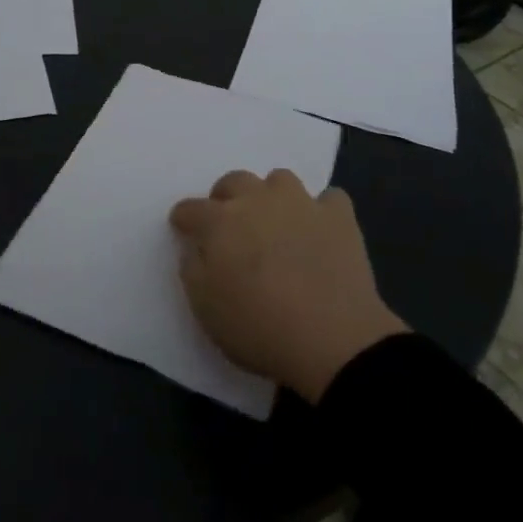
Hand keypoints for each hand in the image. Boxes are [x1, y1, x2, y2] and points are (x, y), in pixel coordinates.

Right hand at [171, 170, 407, 403]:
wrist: (332, 341)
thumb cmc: (259, 328)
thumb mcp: (205, 310)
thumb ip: (193, 270)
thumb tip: (197, 248)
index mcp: (220, 222)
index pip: (190, 209)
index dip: (184, 219)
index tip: (183, 230)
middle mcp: (258, 200)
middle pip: (234, 181)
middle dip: (226, 198)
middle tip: (231, 227)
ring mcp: (301, 203)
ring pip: (279, 180)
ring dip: (272, 197)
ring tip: (276, 224)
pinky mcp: (339, 216)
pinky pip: (328, 199)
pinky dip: (321, 212)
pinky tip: (320, 232)